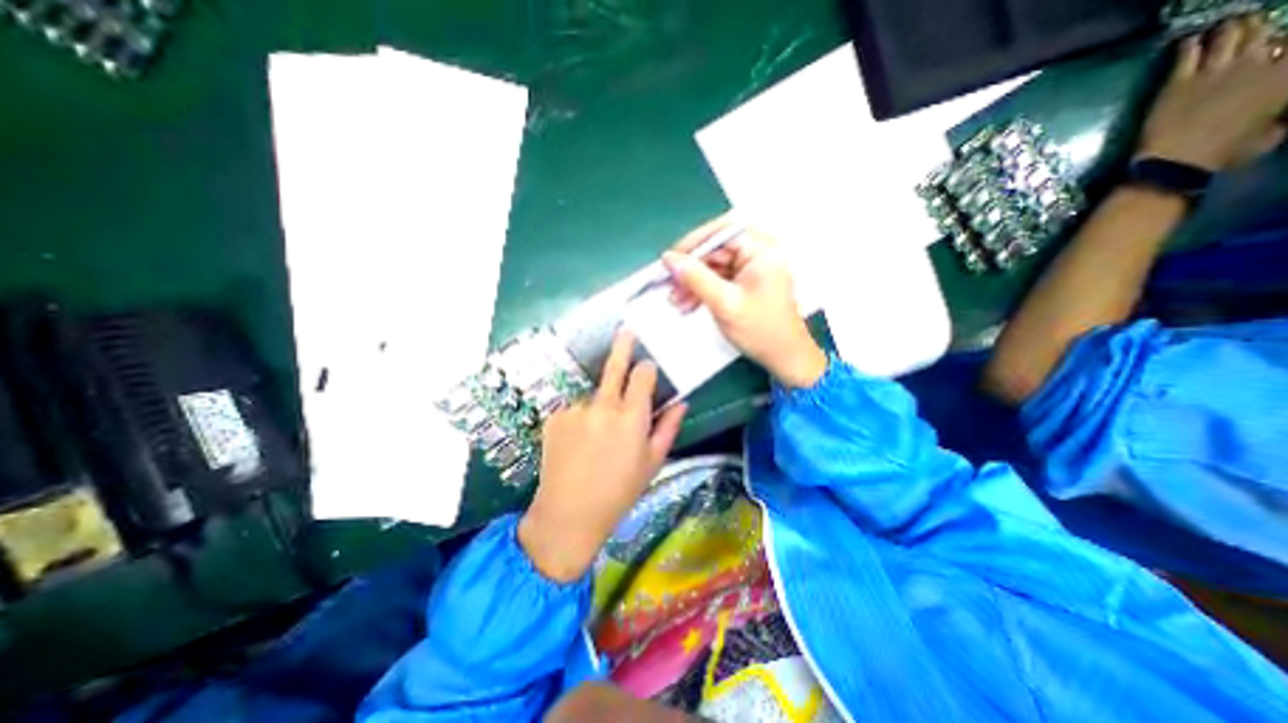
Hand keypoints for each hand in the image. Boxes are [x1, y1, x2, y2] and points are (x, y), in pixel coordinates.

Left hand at [518, 329, 689, 584]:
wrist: (569, 513)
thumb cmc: (620, 491)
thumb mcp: (652, 462)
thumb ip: (668, 427)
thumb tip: (682, 402)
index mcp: (632, 417)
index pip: (642, 375)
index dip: (646, 368)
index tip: (647, 367)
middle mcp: (603, 406)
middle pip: (615, 366)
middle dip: (623, 346)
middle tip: (626, 330)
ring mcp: (575, 409)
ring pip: (594, 396)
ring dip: (599, 406)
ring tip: (595, 438)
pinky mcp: (555, 417)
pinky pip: (573, 410)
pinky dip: (579, 420)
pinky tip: (577, 444)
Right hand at [664, 215, 822, 388]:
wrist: (784, 358)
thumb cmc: (761, 330)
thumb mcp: (725, 303)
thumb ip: (696, 278)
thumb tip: (669, 259)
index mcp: (762, 250)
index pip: (722, 232)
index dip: (693, 242)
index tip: (671, 259)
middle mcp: (758, 254)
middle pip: (715, 250)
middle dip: (690, 269)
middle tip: (668, 284)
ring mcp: (751, 269)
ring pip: (713, 267)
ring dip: (692, 282)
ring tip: (674, 300)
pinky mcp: (744, 284)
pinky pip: (717, 280)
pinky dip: (701, 290)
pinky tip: (686, 304)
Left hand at [1135, 14, 1287, 168]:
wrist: (1173, 164)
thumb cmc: (1222, 155)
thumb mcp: (1271, 134)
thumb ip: (1279, 116)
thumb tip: (1278, 114)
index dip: (1285, 43)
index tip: (1278, 48)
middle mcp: (1257, 64)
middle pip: (1265, 30)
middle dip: (1258, 28)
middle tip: (1249, 30)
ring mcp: (1215, 71)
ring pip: (1230, 33)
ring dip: (1229, 29)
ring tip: (1223, 30)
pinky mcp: (1177, 83)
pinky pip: (1186, 53)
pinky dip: (1189, 44)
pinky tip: (1188, 42)